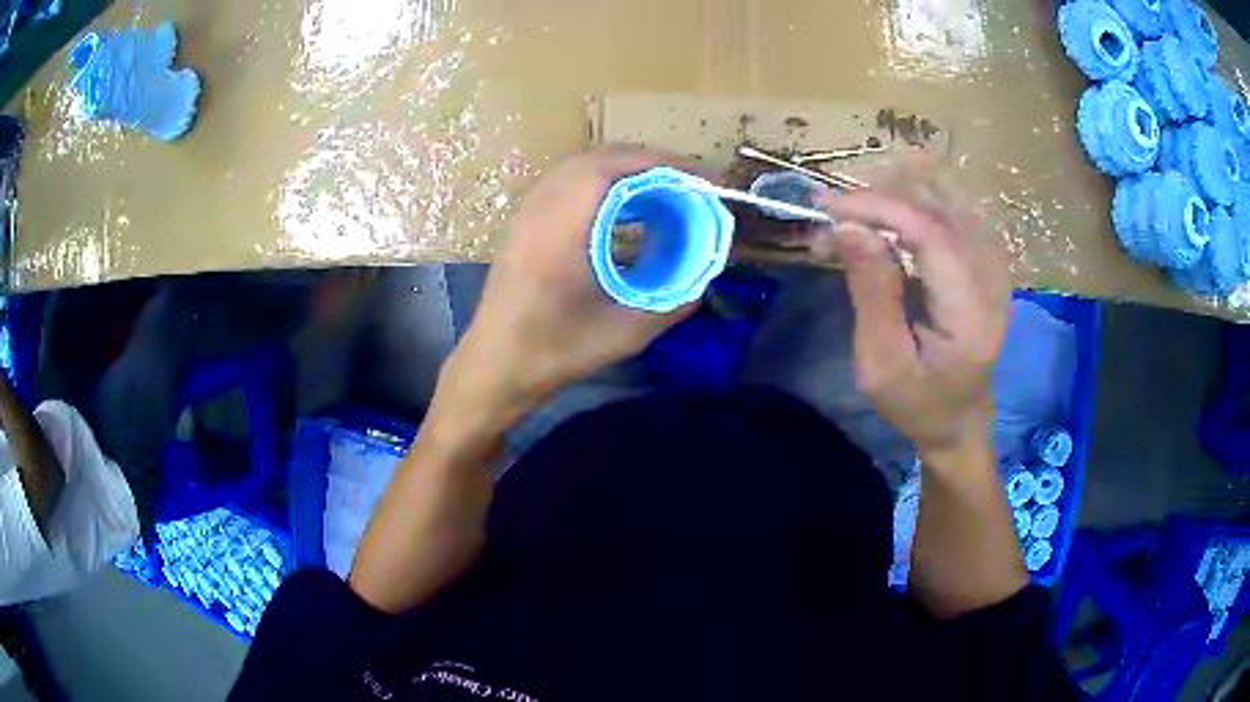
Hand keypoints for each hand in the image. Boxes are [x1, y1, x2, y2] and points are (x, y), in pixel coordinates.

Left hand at [444, 146, 698, 422]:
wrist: (497, 365)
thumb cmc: (556, 351)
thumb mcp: (625, 333)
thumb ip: (672, 302)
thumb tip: (704, 277)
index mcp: (562, 230)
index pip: (610, 168)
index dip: (658, 162)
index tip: (696, 176)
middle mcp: (540, 209)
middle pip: (595, 159)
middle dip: (646, 161)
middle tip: (684, 181)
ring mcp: (526, 213)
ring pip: (577, 167)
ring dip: (621, 168)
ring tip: (659, 188)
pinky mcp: (521, 222)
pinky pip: (563, 182)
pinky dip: (598, 180)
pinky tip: (619, 205)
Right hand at [818, 181, 1008, 460]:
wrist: (959, 422)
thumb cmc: (917, 403)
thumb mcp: (882, 363)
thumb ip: (872, 293)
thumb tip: (849, 226)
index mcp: (971, 312)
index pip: (931, 233)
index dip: (881, 209)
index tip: (830, 208)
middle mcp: (991, 280)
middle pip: (938, 210)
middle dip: (881, 201)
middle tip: (832, 214)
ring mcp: (992, 269)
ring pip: (943, 205)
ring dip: (894, 202)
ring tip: (851, 216)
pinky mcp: (983, 265)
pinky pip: (947, 219)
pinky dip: (909, 213)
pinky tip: (881, 223)